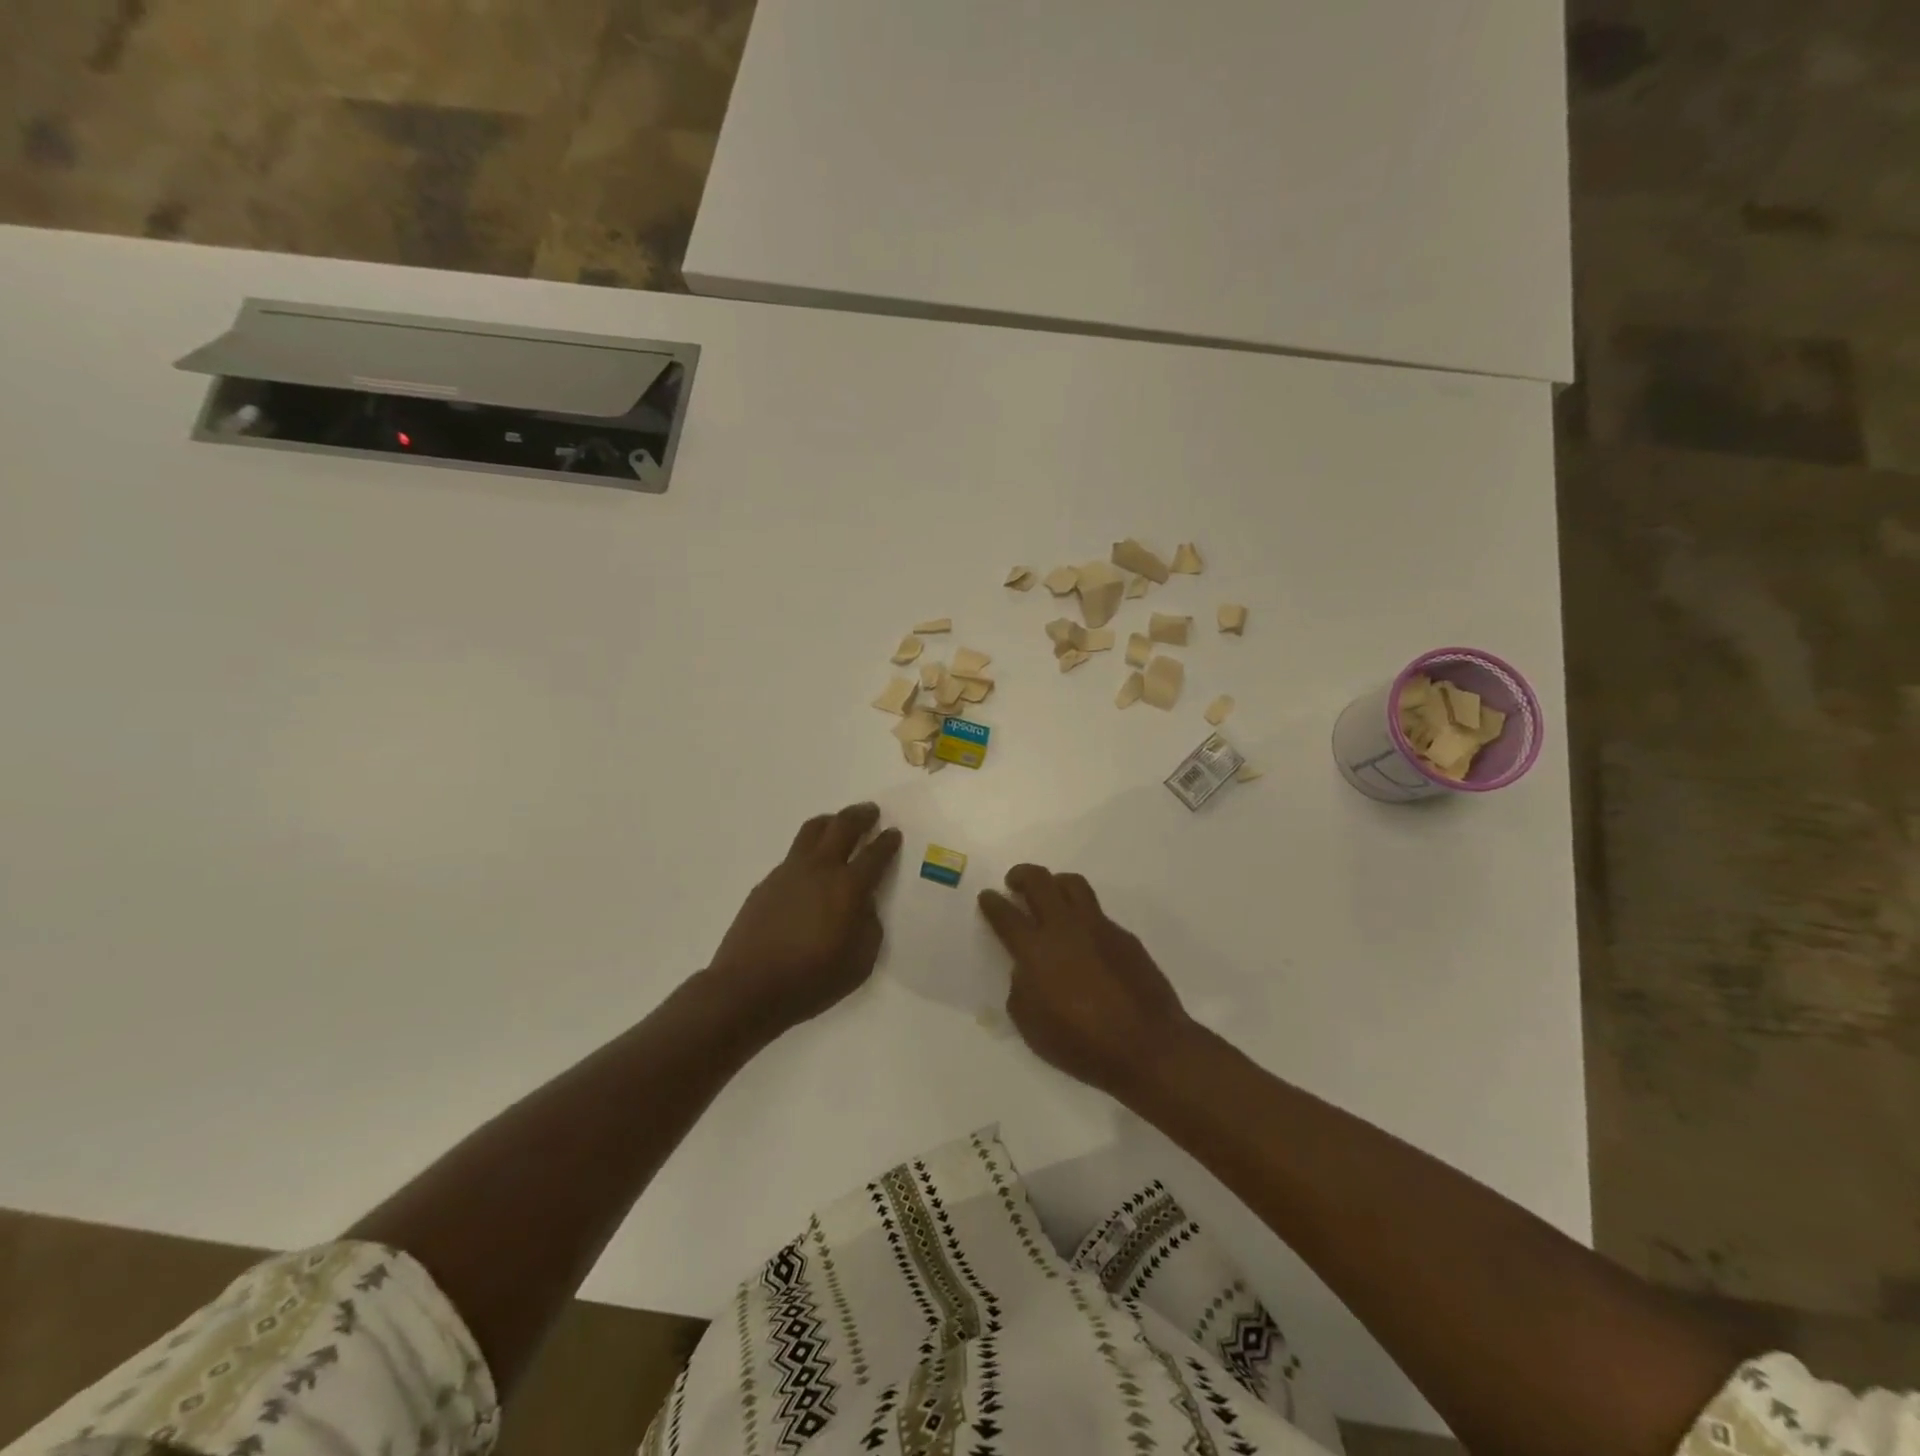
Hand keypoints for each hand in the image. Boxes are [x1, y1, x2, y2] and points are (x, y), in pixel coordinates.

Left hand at [707, 803, 902, 1034]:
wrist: (748, 987)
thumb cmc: (811, 980)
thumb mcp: (860, 962)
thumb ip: (869, 926)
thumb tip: (864, 905)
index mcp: (848, 887)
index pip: (875, 853)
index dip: (887, 842)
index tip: (894, 833)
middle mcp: (820, 869)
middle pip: (843, 826)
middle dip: (861, 815)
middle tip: (871, 812)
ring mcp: (789, 872)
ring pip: (813, 830)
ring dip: (831, 821)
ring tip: (838, 823)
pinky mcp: (767, 882)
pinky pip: (794, 854)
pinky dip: (810, 848)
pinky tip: (812, 867)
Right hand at [977, 864, 1193, 1097]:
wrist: (1147, 1046)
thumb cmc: (1082, 1044)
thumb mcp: (1032, 1027)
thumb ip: (1020, 991)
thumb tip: (1025, 972)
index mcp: (1036, 950)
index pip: (1006, 914)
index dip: (992, 902)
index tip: (987, 896)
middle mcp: (1065, 927)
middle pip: (1039, 881)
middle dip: (1021, 875)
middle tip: (1014, 882)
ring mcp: (1098, 926)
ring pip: (1072, 884)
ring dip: (1055, 882)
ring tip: (1050, 894)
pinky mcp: (1124, 935)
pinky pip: (1097, 912)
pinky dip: (1082, 915)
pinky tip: (1084, 938)